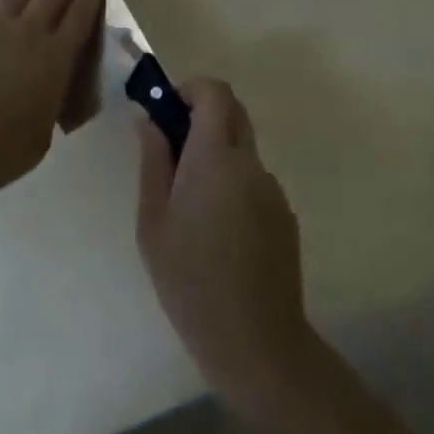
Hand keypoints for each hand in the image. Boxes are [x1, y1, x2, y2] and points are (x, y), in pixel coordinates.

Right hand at [136, 79, 314, 409]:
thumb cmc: (191, 281)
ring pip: (243, 148)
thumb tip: (149, 121)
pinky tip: (220, 234)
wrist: (257, 344)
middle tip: (174, 150)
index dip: (190, 90)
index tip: (168, 113)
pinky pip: (254, 180)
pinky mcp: (285, 214)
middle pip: (232, 111)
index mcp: (215, 156)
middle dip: (203, 115)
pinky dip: (235, 185)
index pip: (214, 91)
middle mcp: (249, 162)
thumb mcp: (153, 222)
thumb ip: (153, 162)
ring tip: (194, 208)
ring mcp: (272, 188)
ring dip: (218, 154)